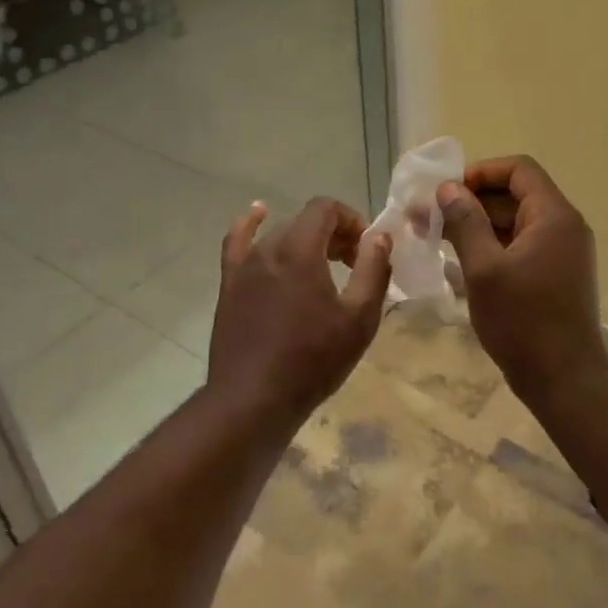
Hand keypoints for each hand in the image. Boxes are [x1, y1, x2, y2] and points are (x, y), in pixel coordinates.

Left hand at [207, 197, 392, 421]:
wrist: (253, 399)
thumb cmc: (313, 360)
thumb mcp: (359, 318)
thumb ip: (373, 270)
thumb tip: (379, 237)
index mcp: (300, 250)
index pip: (326, 208)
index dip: (351, 220)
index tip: (365, 250)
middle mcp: (268, 248)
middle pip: (305, 222)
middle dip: (333, 235)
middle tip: (352, 266)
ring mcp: (244, 266)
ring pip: (279, 235)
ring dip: (305, 242)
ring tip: (323, 268)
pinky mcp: (229, 284)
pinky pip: (237, 242)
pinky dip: (249, 224)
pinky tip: (257, 214)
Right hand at [437, 156, 607, 396]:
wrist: (564, 380)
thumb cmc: (522, 321)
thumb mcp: (484, 269)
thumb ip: (465, 222)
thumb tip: (448, 188)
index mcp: (553, 216)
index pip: (519, 169)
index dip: (480, 172)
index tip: (446, 191)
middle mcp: (564, 226)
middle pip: (516, 194)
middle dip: (471, 200)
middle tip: (430, 216)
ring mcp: (562, 252)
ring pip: (515, 221)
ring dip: (477, 223)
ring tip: (436, 236)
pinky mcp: (555, 274)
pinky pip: (521, 245)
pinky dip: (491, 245)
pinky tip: (459, 260)